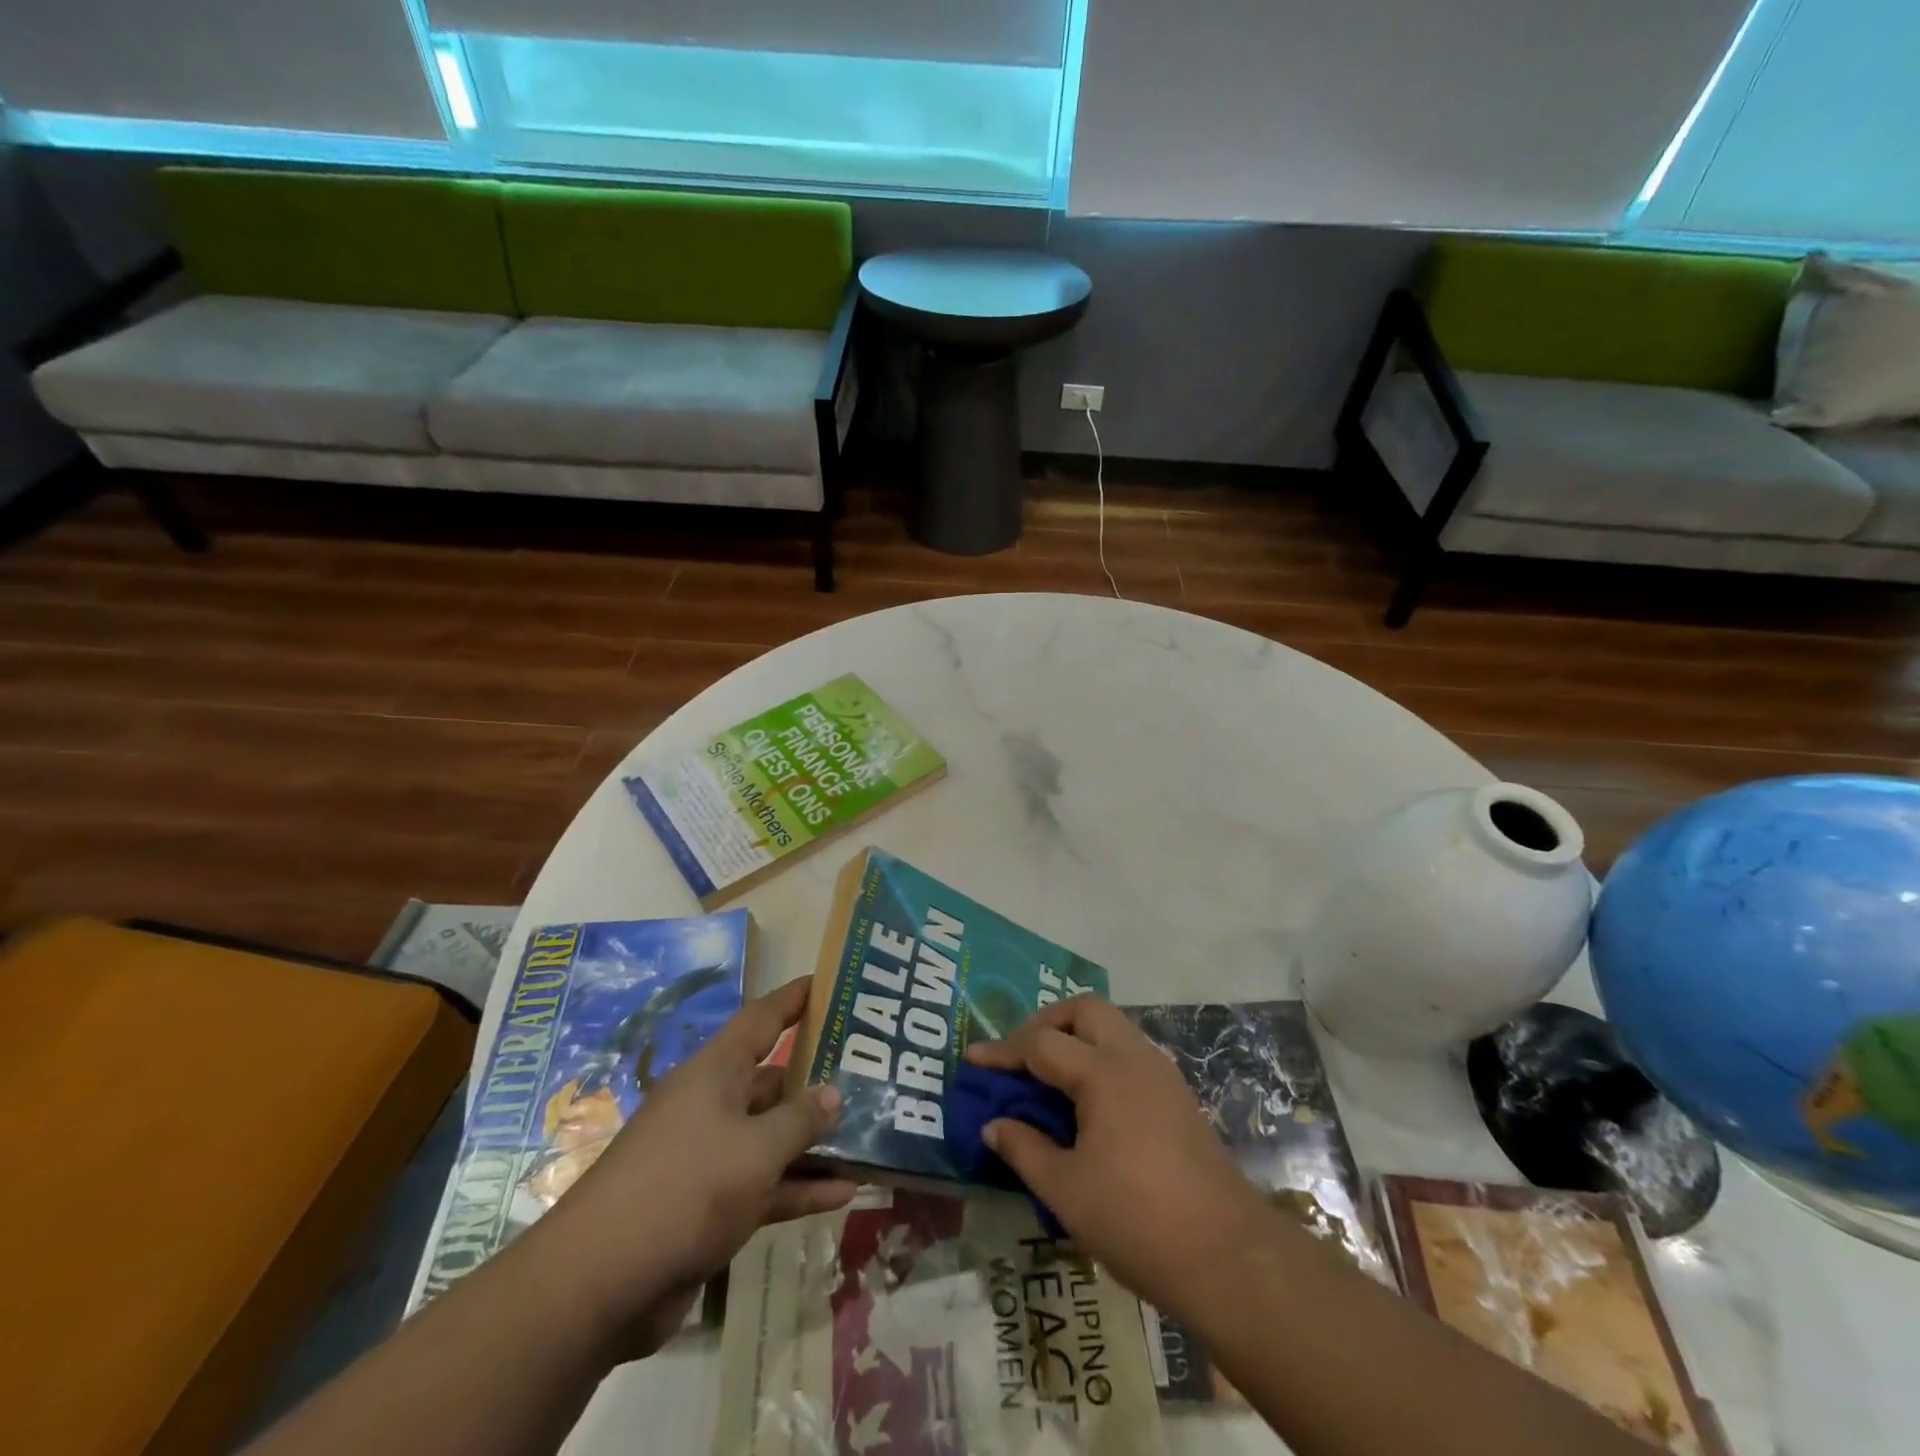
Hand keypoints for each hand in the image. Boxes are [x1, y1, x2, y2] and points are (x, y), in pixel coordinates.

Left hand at [535, 977, 857, 1357]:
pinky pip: (766, 1184)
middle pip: (773, 1080)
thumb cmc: (684, 1189)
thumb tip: (834, 1092)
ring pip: (773, 1136)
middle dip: (818, 1079)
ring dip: (815, 1141)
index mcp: (715, 1073)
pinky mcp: (710, 1205)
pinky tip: (845, 1193)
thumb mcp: (755, 1150)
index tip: (830, 983)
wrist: (600, 1285)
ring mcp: (711, 1157)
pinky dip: (800, 1187)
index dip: (795, 999)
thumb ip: (800, 1120)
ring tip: (869, 1134)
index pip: (762, 1019)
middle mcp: (713, 1105)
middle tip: (871, 1073)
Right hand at [965, 996, 1270, 1319]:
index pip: (1041, 1044)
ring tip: (1048, 1074)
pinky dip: (1100, 1057)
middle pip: (1085, 1010)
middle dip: (1046, 1022)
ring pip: (1112, 1027)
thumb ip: (1024, 1149)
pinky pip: (1129, 1053)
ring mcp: (1162, 1074)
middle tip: (1020, 1055)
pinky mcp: (1178, 1096)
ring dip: (1076, 1036)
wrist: (1230, 1258)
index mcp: (1104, 1073)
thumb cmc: (1137, 1221)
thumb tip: (993, 1126)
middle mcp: (1134, 1059)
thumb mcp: (1066, 1191)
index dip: (1002, 1051)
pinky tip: (1087, 1099)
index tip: (973, 1060)